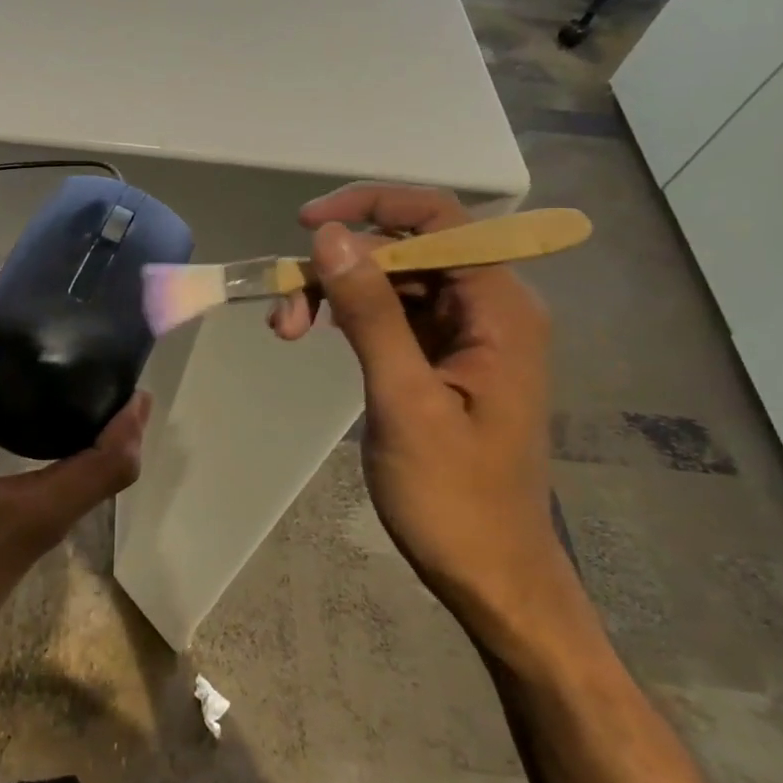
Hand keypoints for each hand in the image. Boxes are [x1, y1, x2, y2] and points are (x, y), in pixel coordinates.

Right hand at [271, 185, 572, 647]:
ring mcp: (467, 333)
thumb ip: (371, 314)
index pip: (438, 219)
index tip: (307, 225)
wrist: (492, 575)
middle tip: (283, 307)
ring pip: (393, 280)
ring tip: (287, 328)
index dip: (371, 206)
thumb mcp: (405, 400)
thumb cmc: (455, 498)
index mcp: (500, 309)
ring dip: (337, 292)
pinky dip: (349, 316)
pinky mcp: (444, 357)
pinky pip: (392, 313)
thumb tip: (332, 238)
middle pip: (408, 248)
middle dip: (340, 264)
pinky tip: (316, 334)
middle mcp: (490, 308)